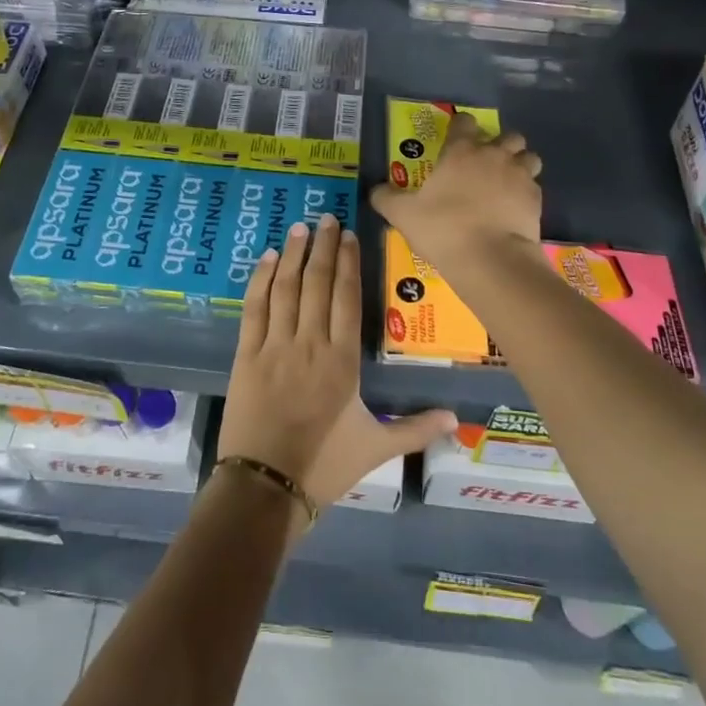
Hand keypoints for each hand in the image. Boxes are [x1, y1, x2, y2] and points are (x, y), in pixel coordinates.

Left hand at [217, 213, 454, 512]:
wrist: (266, 488)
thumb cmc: (325, 465)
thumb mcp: (376, 448)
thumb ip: (416, 429)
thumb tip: (459, 420)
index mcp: (343, 360)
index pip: (347, 298)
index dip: (348, 263)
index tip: (348, 235)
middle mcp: (311, 343)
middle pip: (318, 283)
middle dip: (322, 247)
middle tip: (326, 217)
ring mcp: (276, 346)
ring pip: (286, 287)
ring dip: (292, 254)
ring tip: (298, 227)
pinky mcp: (247, 354)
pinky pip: (254, 307)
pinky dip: (260, 279)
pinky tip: (265, 259)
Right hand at [369, 112, 543, 265]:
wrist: (490, 259)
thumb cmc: (443, 229)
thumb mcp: (403, 214)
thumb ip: (386, 198)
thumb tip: (374, 190)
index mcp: (461, 151)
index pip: (464, 122)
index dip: (461, 126)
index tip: (456, 137)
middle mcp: (493, 155)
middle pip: (508, 135)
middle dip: (500, 144)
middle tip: (487, 163)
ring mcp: (519, 175)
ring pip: (529, 156)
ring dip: (520, 164)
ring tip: (508, 182)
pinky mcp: (536, 199)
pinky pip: (535, 186)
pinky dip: (527, 192)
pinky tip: (515, 208)